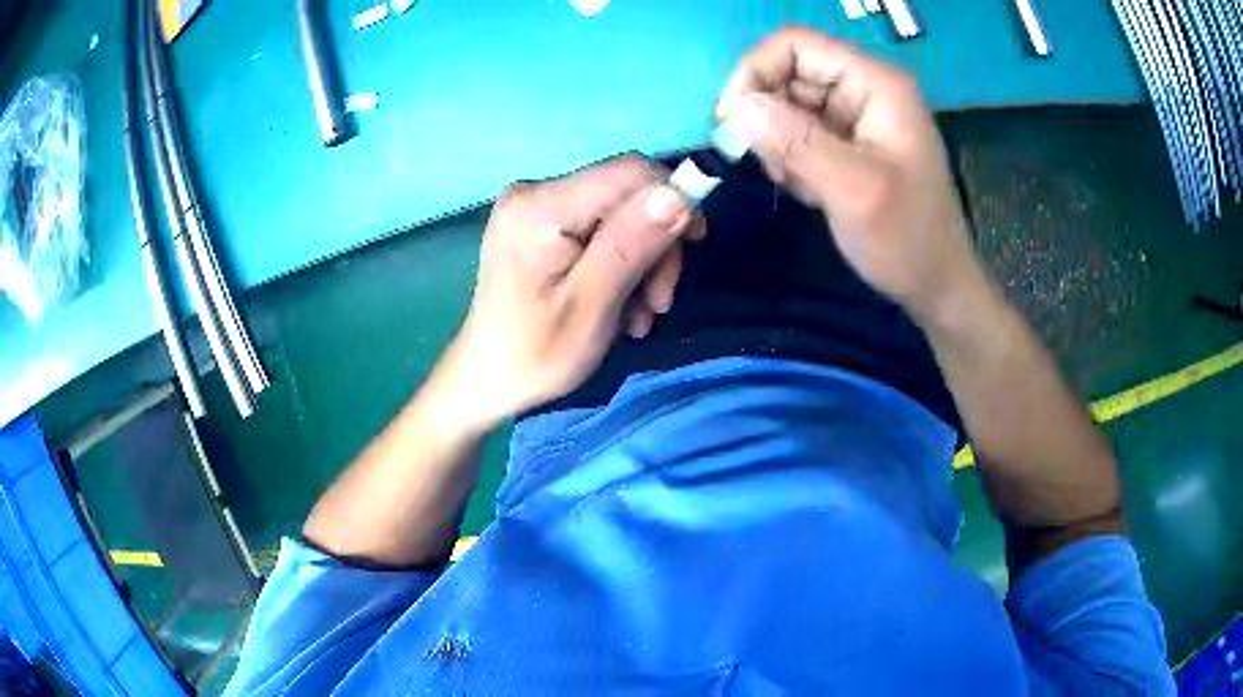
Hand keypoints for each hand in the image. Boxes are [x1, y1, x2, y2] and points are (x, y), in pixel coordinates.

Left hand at [435, 155, 703, 429]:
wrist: (486, 380)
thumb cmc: (534, 355)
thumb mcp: (591, 306)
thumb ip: (631, 245)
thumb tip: (679, 193)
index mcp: (538, 207)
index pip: (628, 172)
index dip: (673, 197)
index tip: (696, 243)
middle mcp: (533, 192)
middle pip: (625, 193)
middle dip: (655, 244)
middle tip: (658, 303)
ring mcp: (534, 207)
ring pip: (619, 213)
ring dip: (642, 262)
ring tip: (638, 316)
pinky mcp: (539, 224)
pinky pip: (599, 228)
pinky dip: (620, 263)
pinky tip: (619, 304)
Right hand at [716, 26, 983, 322]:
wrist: (937, 285)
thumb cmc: (907, 239)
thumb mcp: (853, 190)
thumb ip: (796, 142)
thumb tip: (737, 107)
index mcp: (876, 84)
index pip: (795, 45)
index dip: (755, 72)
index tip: (732, 121)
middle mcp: (865, 88)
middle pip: (789, 72)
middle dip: (767, 115)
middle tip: (773, 166)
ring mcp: (857, 115)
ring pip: (789, 104)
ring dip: (779, 142)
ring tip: (801, 184)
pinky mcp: (850, 141)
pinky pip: (800, 132)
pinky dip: (792, 158)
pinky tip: (812, 190)